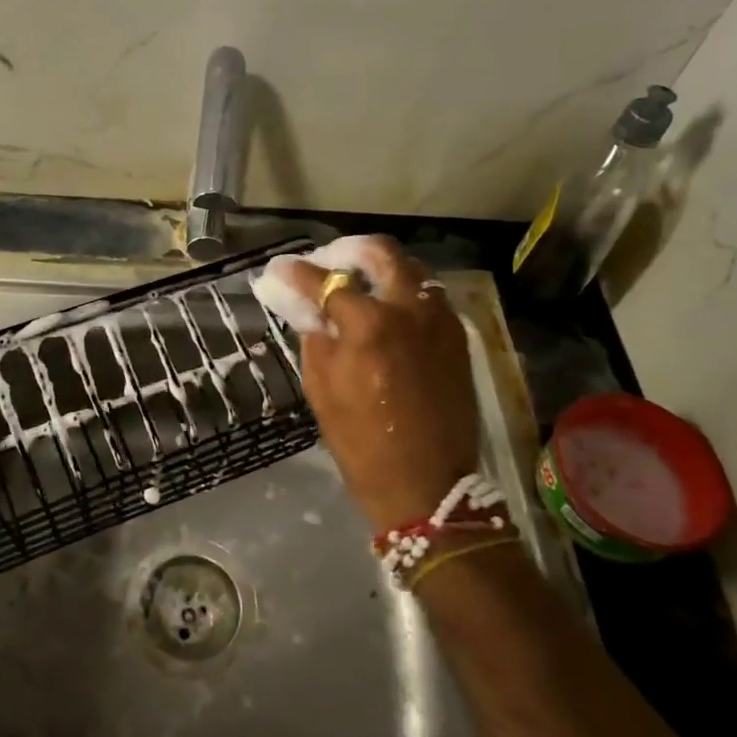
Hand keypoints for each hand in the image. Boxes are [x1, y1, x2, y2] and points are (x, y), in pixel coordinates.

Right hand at [276, 238, 481, 532]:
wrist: (428, 485)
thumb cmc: (361, 442)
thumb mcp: (321, 388)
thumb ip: (314, 335)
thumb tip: (308, 306)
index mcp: (369, 325)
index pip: (326, 281)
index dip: (297, 272)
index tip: (279, 268)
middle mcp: (409, 310)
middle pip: (381, 253)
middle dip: (348, 251)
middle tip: (327, 263)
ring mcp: (440, 320)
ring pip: (411, 269)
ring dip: (380, 267)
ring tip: (357, 282)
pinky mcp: (457, 336)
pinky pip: (428, 296)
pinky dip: (403, 290)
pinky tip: (386, 308)